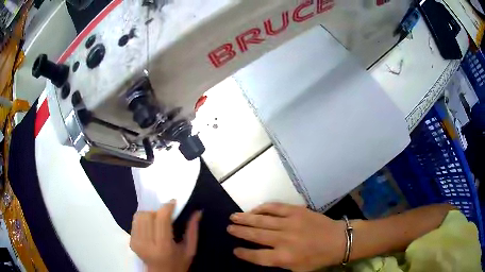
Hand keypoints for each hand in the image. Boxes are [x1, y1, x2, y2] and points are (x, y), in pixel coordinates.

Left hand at [130, 200, 201, 271]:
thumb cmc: (178, 263)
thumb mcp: (190, 250)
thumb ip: (192, 230)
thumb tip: (198, 211)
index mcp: (164, 247)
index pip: (161, 219)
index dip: (167, 207)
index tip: (173, 202)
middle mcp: (147, 244)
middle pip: (148, 215)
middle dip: (158, 212)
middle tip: (166, 217)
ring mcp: (137, 242)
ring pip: (139, 216)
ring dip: (150, 214)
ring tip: (157, 222)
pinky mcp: (131, 242)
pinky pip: (135, 222)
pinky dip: (143, 220)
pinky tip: (150, 228)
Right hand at [227, 203, 345, 270]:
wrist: (338, 240)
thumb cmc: (317, 258)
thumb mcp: (297, 269)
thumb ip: (278, 263)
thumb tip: (260, 255)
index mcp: (284, 257)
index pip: (257, 256)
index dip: (244, 253)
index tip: (235, 249)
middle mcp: (284, 240)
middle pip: (256, 235)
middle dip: (240, 231)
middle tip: (228, 227)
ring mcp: (290, 223)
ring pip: (262, 220)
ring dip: (246, 218)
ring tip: (233, 216)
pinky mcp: (297, 211)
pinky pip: (275, 207)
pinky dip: (263, 207)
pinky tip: (255, 209)